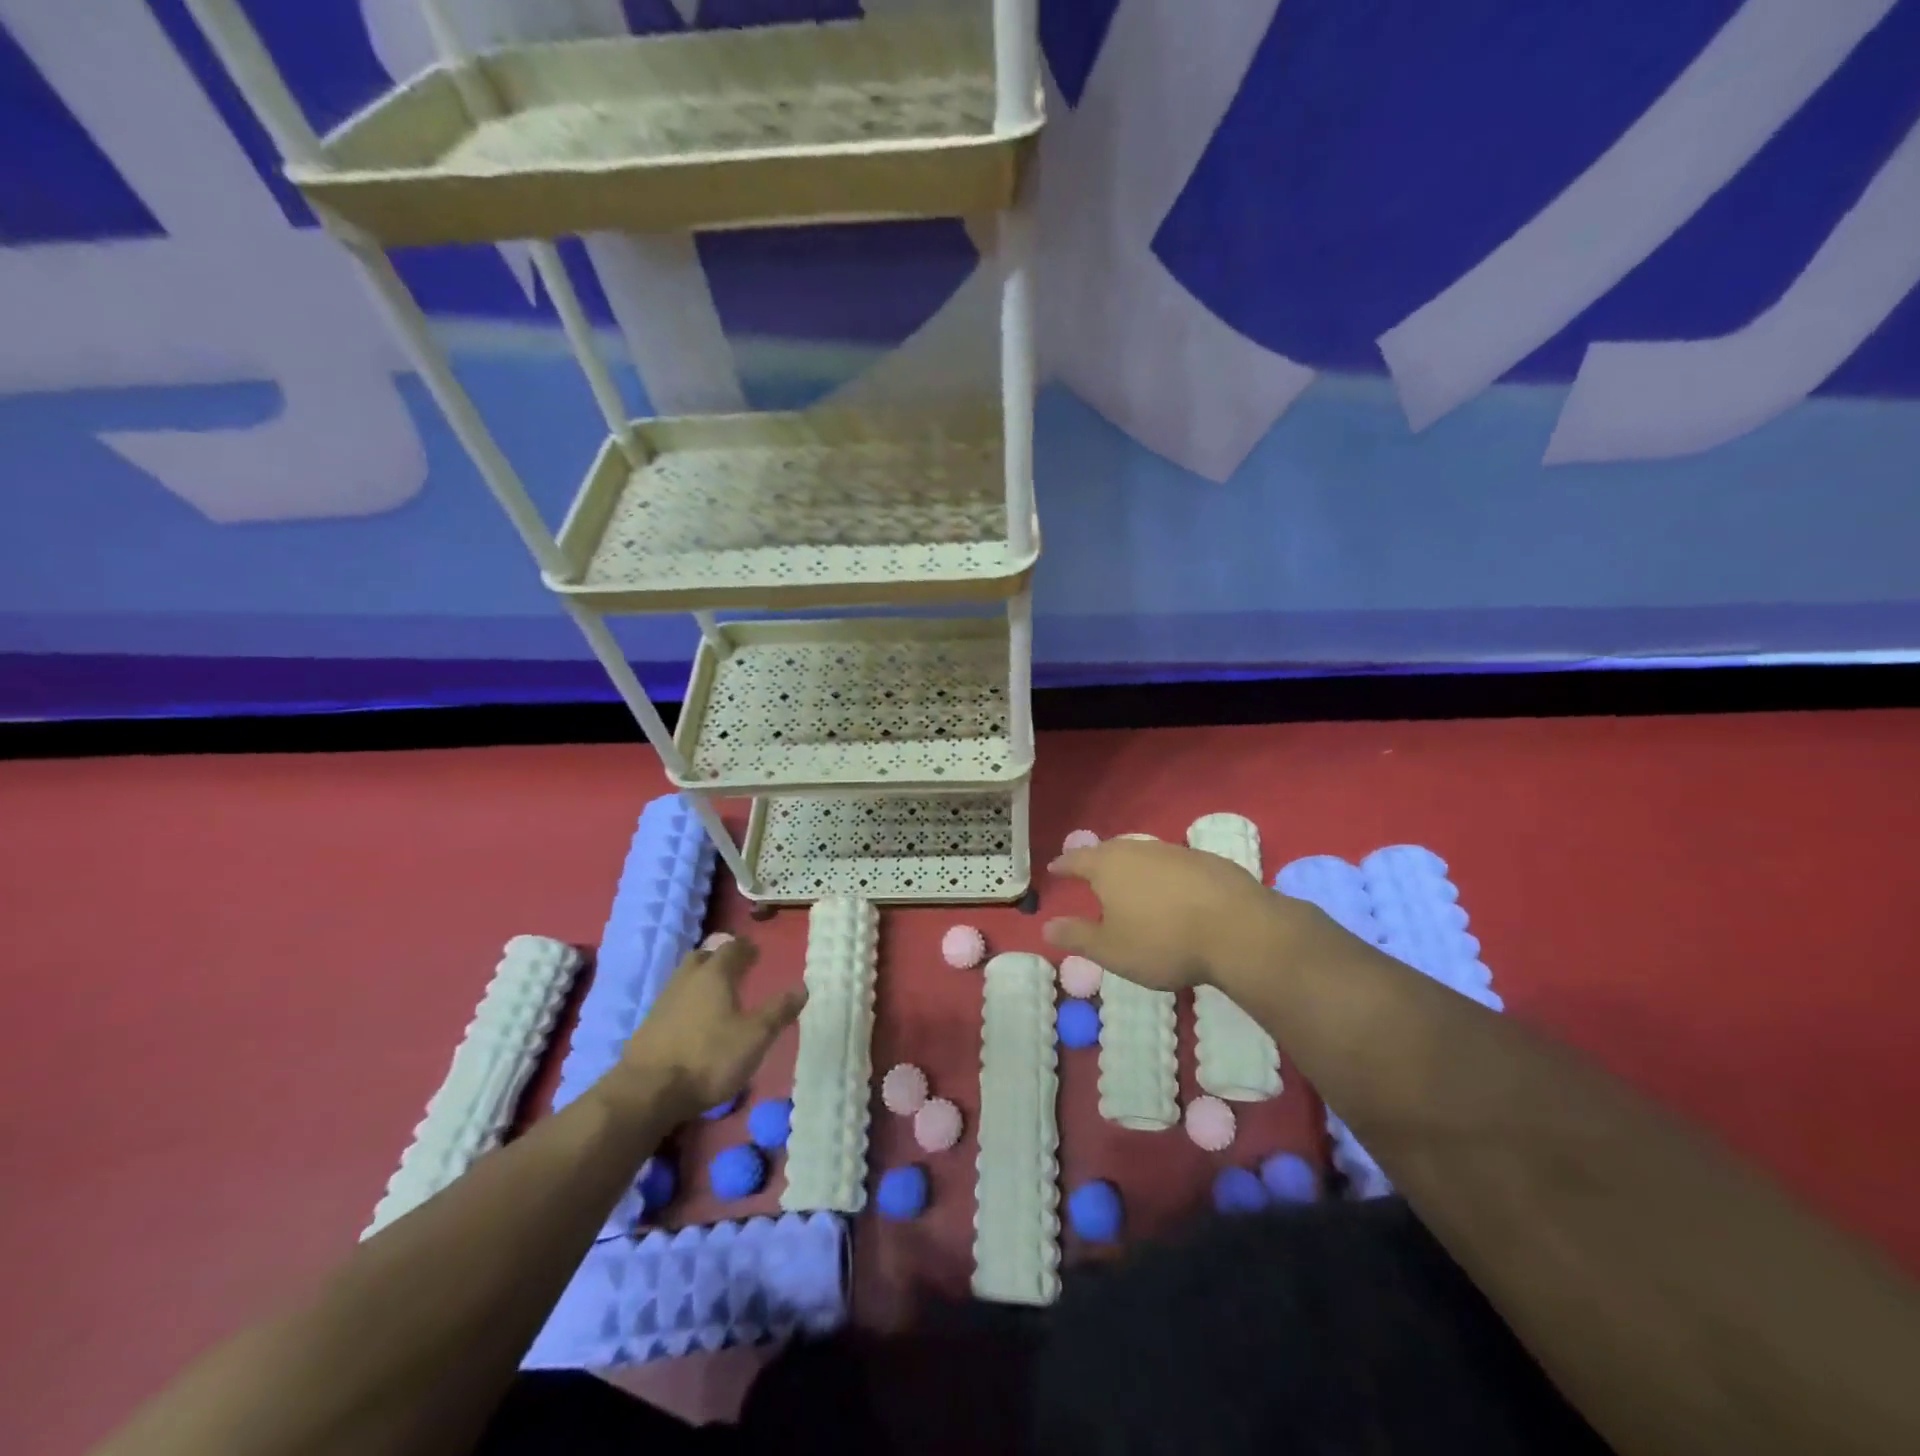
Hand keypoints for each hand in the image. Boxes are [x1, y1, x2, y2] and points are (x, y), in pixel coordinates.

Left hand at [610, 938, 805, 1125]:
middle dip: (719, 959)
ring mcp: (663, 1002)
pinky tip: (693, 1022)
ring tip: (716, 996)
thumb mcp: (754, 1038)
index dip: (746, 948)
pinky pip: (672, 1002)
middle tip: (735, 969)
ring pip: (684, 979)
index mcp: (715, 975)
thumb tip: (802, 988)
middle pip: (703, 957)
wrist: (647, 1092)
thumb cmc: (709, 1059)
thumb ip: (778, 1011)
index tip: (756, 953)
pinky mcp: (648, 1026)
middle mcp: (687, 980)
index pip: (732, 948)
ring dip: (700, 980)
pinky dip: (686, 1003)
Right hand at [1043, 838, 1308, 992]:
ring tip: (1130, 884)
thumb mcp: (1112, 950)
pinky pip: (1174, 864)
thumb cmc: (1163, 941)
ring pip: (1144, 854)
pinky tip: (1173, 893)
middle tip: (1091, 874)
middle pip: (1110, 851)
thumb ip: (1077, 937)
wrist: (1238, 929)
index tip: (1054, 869)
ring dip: (1133, 867)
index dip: (1063, 865)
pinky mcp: (1207, 860)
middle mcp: (1138, 849)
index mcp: (1108, 866)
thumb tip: (1046, 927)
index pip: (1076, 860)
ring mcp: (1175, 851)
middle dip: (1097, 862)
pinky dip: (1165, 876)